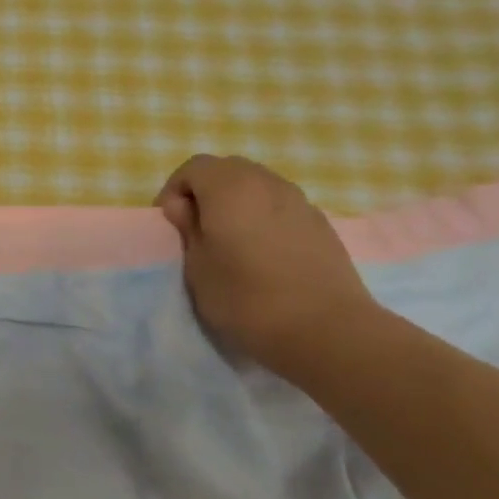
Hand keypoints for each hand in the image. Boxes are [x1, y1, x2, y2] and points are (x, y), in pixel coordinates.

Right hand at [155, 154, 378, 379]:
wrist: (327, 331)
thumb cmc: (246, 298)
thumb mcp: (197, 267)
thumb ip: (188, 229)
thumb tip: (184, 206)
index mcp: (230, 188)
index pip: (194, 167)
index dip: (175, 191)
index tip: (172, 225)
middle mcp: (267, 183)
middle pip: (228, 170)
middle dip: (207, 193)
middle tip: (198, 230)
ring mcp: (300, 201)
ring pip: (258, 186)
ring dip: (238, 204)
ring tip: (232, 242)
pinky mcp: (322, 224)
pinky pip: (282, 207)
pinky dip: (265, 218)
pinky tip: (265, 254)